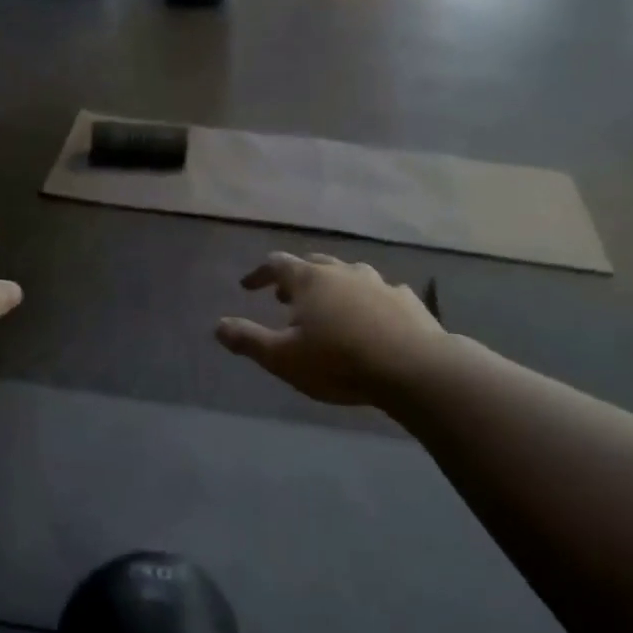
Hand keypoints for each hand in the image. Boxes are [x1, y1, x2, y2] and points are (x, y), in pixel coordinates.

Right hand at [217, 252, 445, 406]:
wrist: (414, 369)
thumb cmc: (338, 362)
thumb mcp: (282, 358)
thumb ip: (248, 340)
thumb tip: (217, 326)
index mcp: (310, 281)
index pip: (276, 265)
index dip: (259, 274)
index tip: (247, 286)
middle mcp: (344, 272)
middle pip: (314, 263)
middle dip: (295, 278)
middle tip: (284, 297)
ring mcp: (379, 283)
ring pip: (349, 275)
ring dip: (332, 286)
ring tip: (327, 306)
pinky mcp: (407, 301)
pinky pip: (380, 293)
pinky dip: (366, 300)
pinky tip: (371, 318)